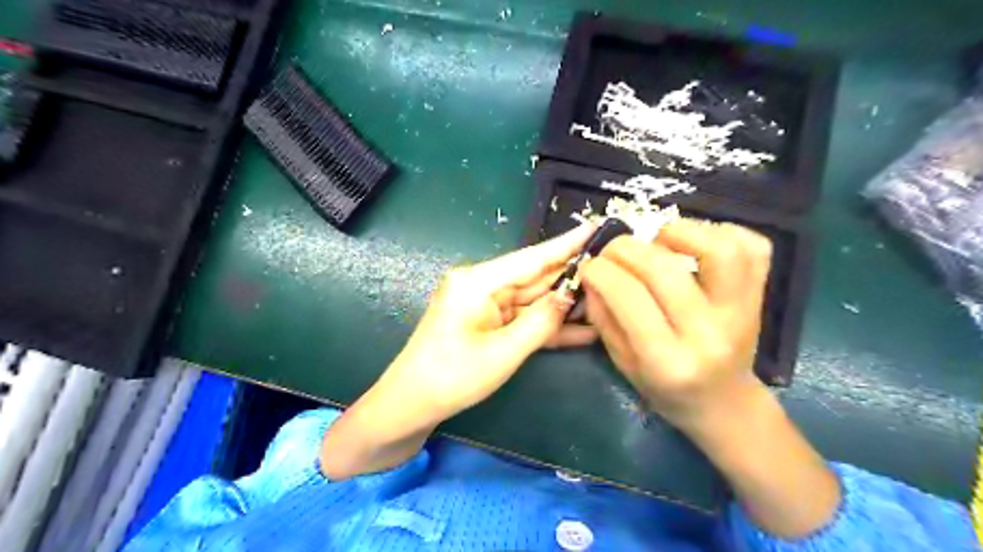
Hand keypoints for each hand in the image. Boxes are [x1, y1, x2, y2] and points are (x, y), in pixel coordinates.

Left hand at [376, 223, 598, 422]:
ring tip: (607, 298)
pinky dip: (548, 325)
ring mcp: (485, 304)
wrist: (412, 405)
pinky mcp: (488, 322)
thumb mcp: (503, 352)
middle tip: (612, 267)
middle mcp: (482, 285)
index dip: (567, 244)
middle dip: (572, 275)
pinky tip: (583, 328)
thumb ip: (541, 321)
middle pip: (535, 277)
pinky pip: (523, 319)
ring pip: (533, 299)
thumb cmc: (452, 377)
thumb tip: (571, 296)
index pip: (532, 258)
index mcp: (479, 281)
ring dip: (565, 304)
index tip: (596, 226)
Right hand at [578, 218, 771, 428]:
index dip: (600, 271)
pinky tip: (696, 243)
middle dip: (626, 249)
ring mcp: (743, 311)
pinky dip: (722, 231)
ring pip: (719, 249)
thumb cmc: (667, 390)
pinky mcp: (761, 296)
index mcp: (668, 361)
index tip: (589, 266)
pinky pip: (753, 247)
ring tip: (658, 240)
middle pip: (664, 270)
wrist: (724, 403)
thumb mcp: (622, 363)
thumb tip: (592, 272)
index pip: (629, 297)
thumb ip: (603, 317)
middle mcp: (709, 334)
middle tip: (613, 252)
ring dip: (678, 231)